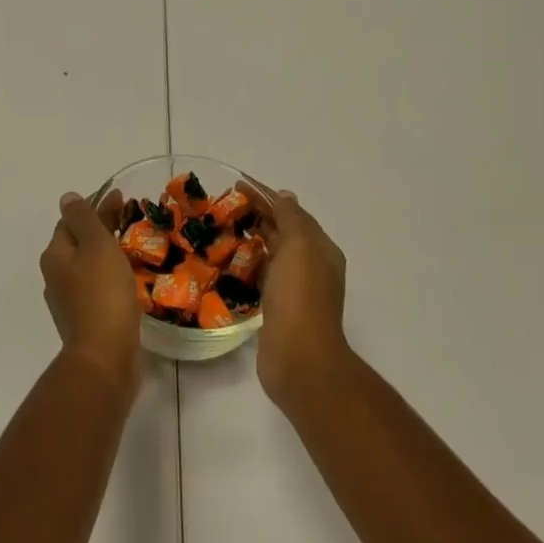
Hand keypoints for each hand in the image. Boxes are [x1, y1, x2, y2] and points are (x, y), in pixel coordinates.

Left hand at [41, 190, 140, 398]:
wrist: (105, 357)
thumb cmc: (102, 294)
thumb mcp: (95, 245)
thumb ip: (83, 218)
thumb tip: (67, 197)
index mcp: (55, 255)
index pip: (70, 220)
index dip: (94, 206)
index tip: (121, 198)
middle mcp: (56, 276)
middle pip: (79, 242)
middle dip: (102, 228)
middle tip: (131, 218)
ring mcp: (69, 301)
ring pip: (89, 266)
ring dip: (107, 253)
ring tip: (134, 246)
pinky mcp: (86, 320)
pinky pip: (98, 288)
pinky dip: (111, 276)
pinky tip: (128, 278)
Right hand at [244, 183, 350, 408]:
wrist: (299, 358)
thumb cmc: (299, 296)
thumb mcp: (299, 246)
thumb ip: (291, 218)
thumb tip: (284, 196)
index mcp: (321, 249)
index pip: (293, 212)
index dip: (266, 195)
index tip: (237, 184)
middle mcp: (312, 266)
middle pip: (283, 231)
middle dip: (258, 214)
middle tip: (224, 204)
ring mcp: (296, 289)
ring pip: (272, 253)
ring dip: (251, 238)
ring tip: (222, 228)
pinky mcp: (278, 308)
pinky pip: (262, 276)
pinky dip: (248, 264)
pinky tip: (229, 262)